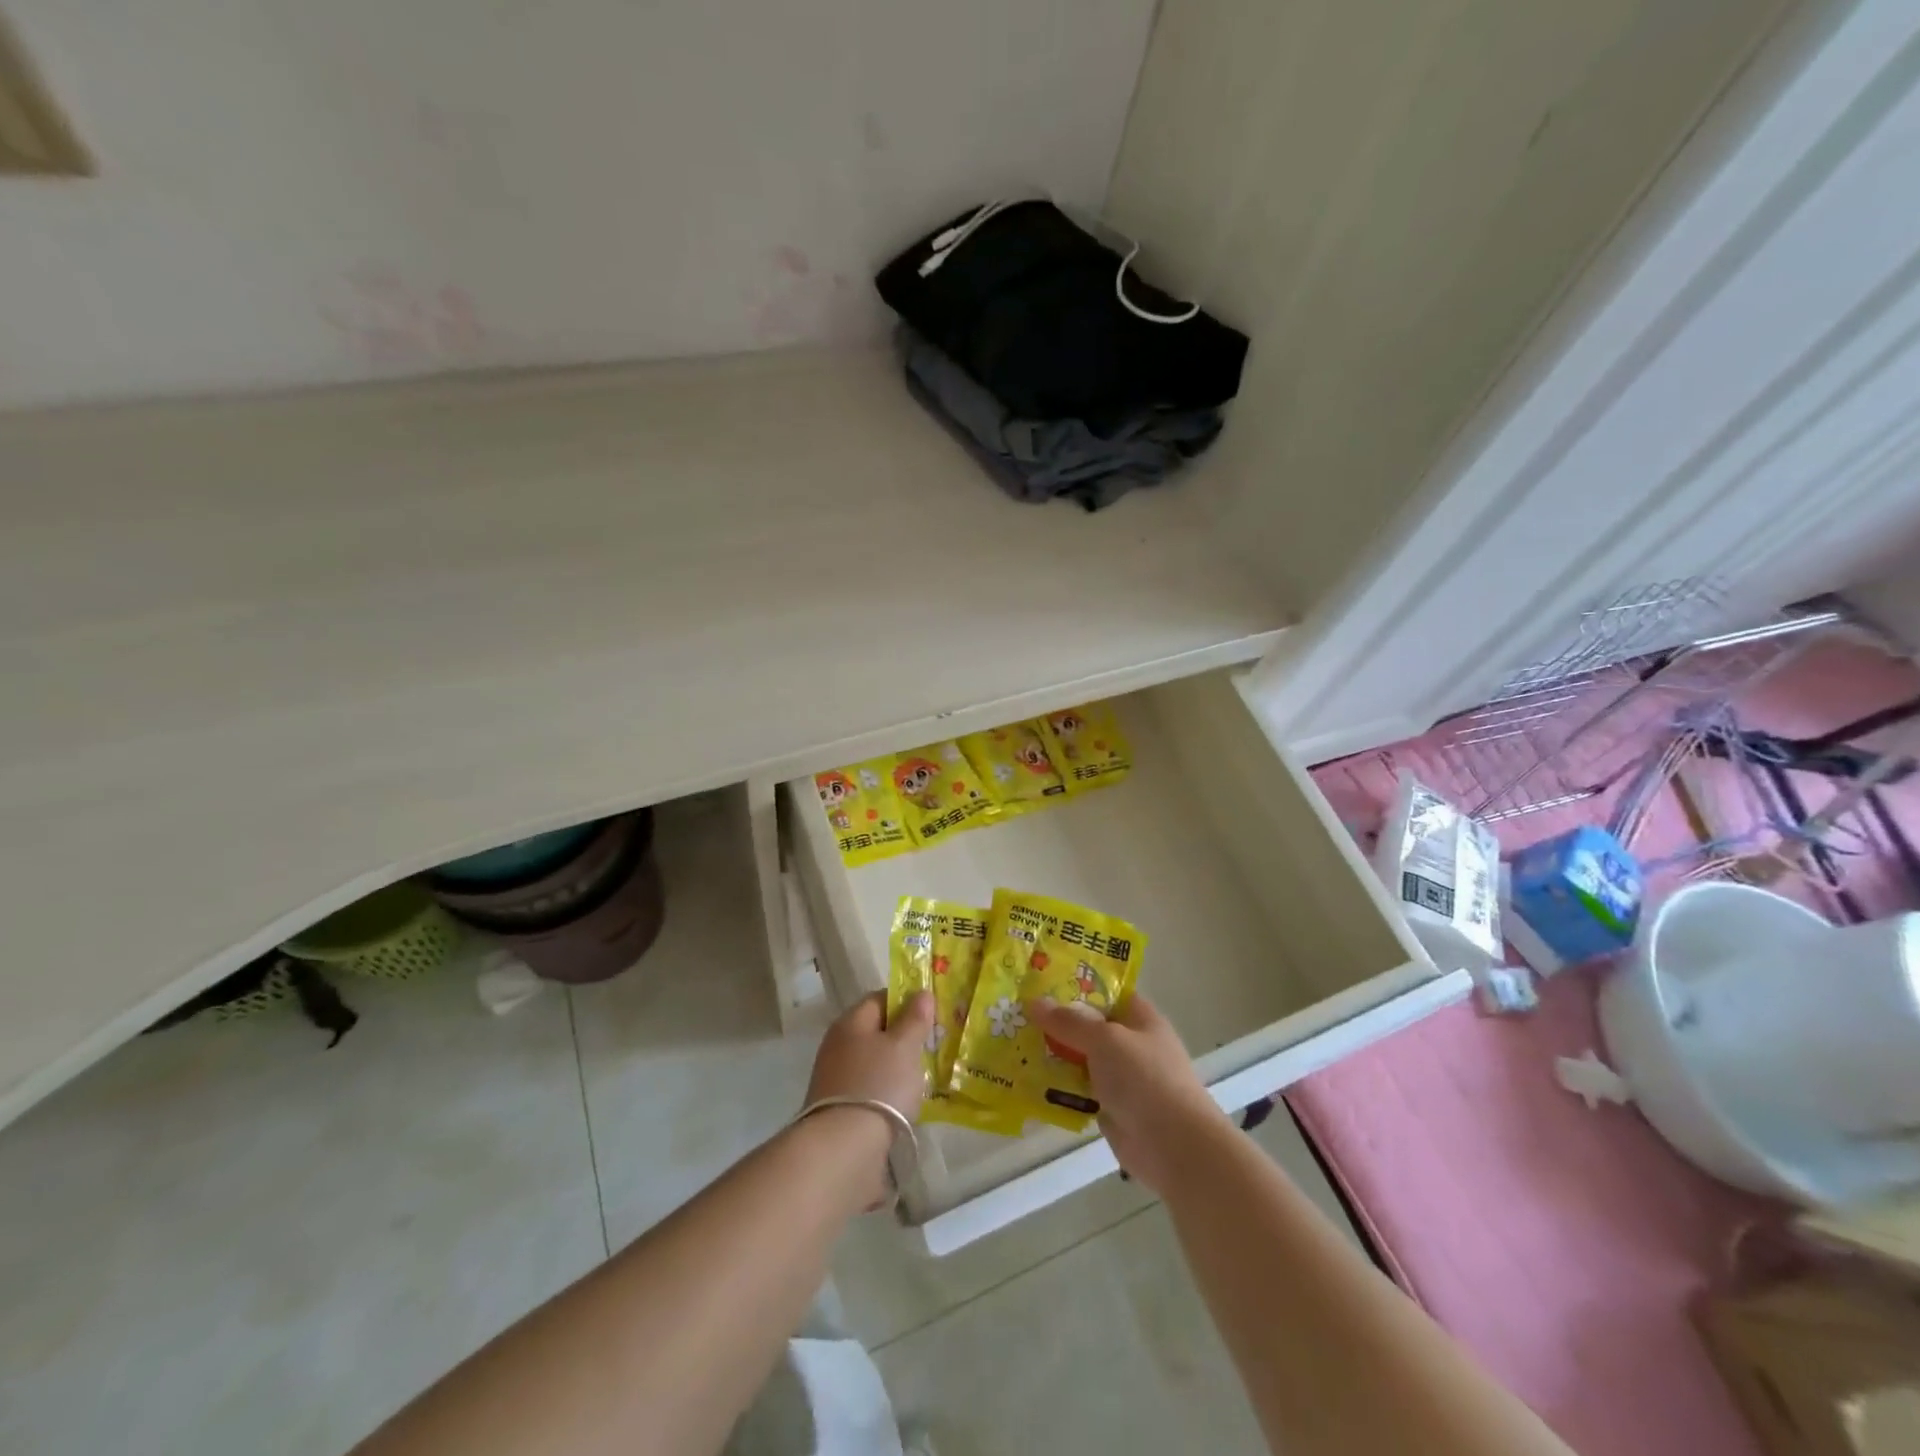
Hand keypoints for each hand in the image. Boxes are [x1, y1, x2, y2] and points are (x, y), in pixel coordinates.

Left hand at [804, 990, 934, 1118]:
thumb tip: (921, 992)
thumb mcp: (905, 1046)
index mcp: (851, 1022)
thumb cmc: (879, 1085)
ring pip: (873, 1061)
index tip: (931, 1016)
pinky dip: (886, 1092)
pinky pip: (869, 1088)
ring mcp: (834, 1077)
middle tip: (931, 1048)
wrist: (844, 1148)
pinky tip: (903, 1104)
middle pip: (876, 1031)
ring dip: (895, 1067)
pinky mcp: (838, 1108)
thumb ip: (915, 1018)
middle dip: (903, 1037)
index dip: (906, 1002)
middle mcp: (838, 1044)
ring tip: (922, 1079)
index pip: (880, 998)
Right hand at [1026, 993, 1223, 1193]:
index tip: (1039, 981)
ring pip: (1080, 1058)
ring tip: (1012, 1043)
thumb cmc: (1145, 1079)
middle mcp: (1131, 1044)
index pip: (1106, 992)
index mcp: (1140, 1018)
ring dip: (1053, 1054)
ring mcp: (1121, 1078)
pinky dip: (1058, 1087)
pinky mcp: (1110, 1108)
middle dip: (1056, 1021)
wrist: (1175, 1147)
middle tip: (1015, 1013)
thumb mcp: (1105, 1039)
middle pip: (1089, 1025)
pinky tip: (1027, 1080)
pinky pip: (1078, 1089)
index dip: (1075, 985)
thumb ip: (1070, 1021)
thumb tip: (1034, 1002)